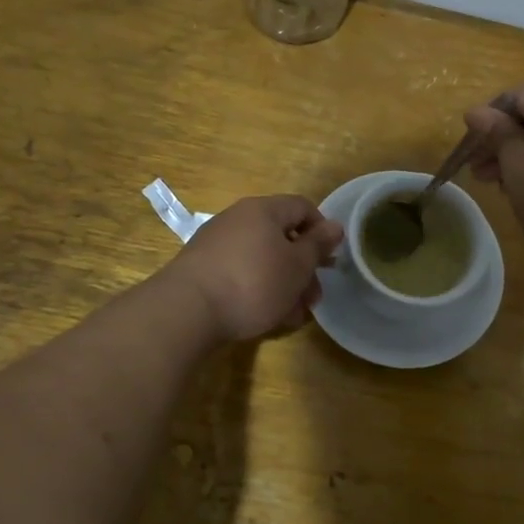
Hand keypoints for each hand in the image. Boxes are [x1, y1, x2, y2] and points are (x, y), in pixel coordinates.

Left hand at [164, 195, 342, 342]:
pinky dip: (259, 290)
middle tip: (314, 298)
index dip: (322, 230)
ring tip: (294, 315)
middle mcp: (238, 219)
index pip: (302, 207)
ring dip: (284, 284)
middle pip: (281, 236)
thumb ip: (318, 245)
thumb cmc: (254, 282)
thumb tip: (335, 225)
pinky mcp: (203, 269)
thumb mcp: (297, 266)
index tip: (331, 259)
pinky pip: (241, 273)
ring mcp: (217, 244)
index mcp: (263, 210)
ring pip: (262, 259)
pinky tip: (268, 317)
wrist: (188, 310)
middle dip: (303, 267)